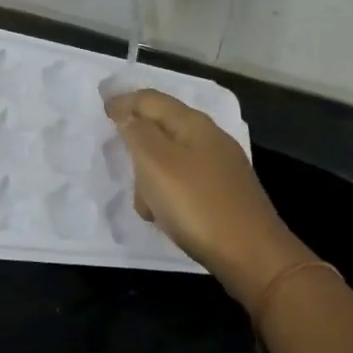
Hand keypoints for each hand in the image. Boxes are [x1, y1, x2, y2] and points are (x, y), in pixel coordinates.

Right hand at [104, 88, 310, 302]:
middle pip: (162, 128)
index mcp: (194, 124)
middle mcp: (210, 139)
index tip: (101, 110)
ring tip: (145, 204)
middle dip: (136, 144)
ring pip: (171, 160)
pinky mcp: (223, 194)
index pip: (152, 100)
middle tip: (118, 160)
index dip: (124, 101)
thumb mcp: (157, 164)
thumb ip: (138, 134)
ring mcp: (220, 167)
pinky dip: (167, 195)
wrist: (251, 253)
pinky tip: (165, 217)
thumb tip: (127, 114)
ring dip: (150, 177)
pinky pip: (183, 183)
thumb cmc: (197, 204)